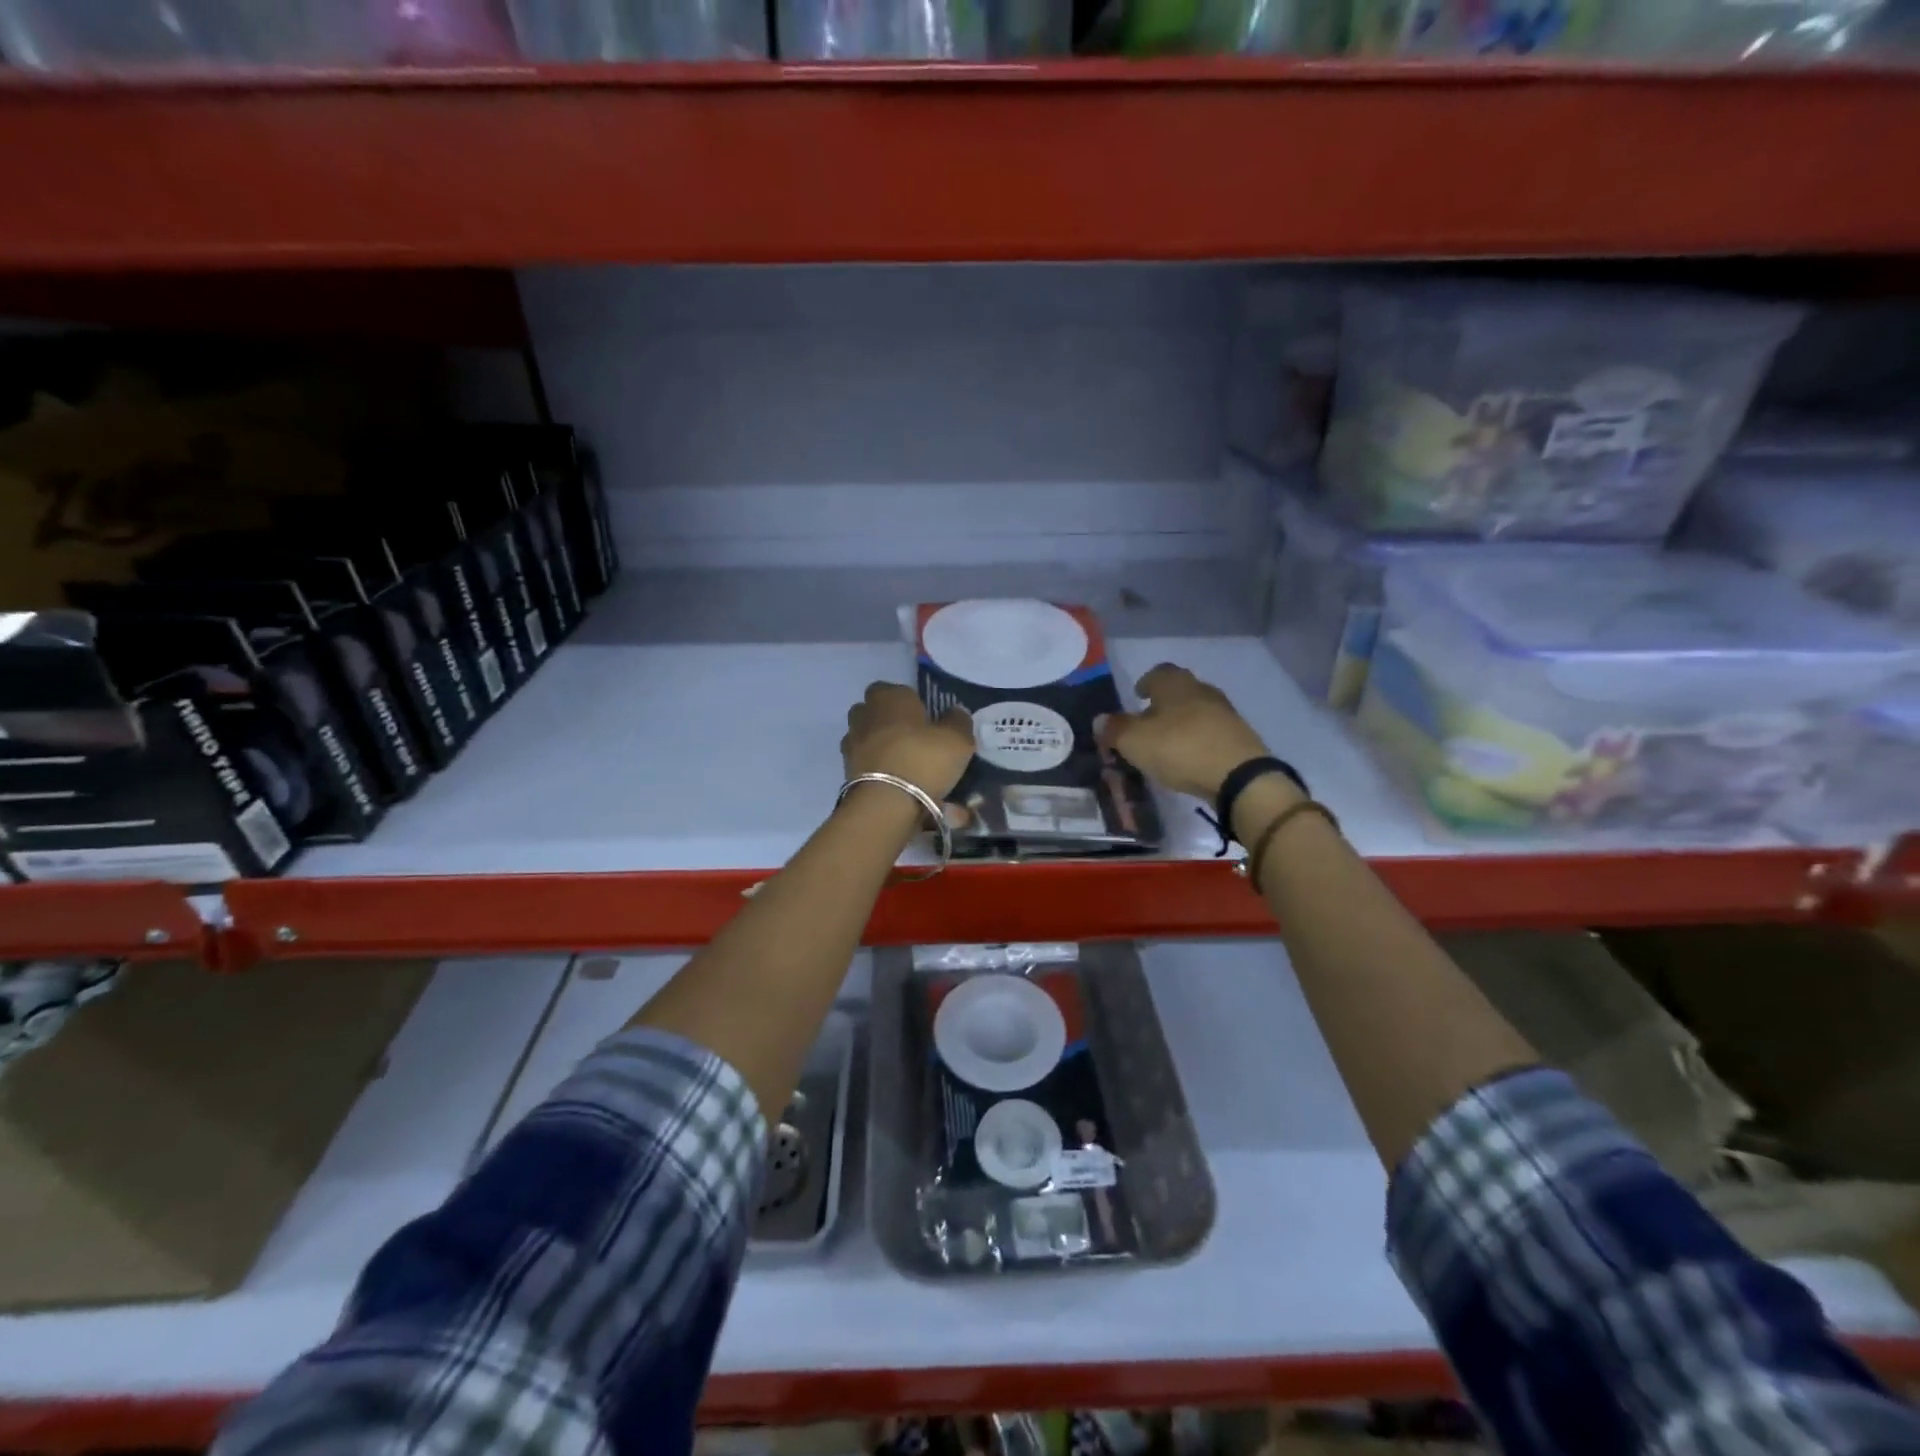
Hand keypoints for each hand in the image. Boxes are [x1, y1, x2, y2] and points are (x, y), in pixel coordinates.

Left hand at [841, 682, 975, 802]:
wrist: (886, 804)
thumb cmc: (923, 760)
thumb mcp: (958, 740)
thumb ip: (958, 721)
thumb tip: (955, 713)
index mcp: (889, 697)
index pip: (894, 689)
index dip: (909, 702)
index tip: (925, 718)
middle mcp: (864, 714)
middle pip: (875, 711)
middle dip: (889, 721)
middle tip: (913, 740)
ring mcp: (851, 743)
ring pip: (866, 737)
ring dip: (879, 745)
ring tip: (902, 764)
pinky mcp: (845, 771)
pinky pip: (863, 762)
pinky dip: (874, 768)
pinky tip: (892, 781)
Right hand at [1098, 664, 1271, 800]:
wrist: (1239, 775)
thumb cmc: (1179, 748)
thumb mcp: (1135, 741)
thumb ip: (1115, 729)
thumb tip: (1099, 720)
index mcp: (1174, 684)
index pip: (1157, 672)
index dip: (1145, 683)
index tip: (1137, 697)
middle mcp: (1201, 689)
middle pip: (1179, 690)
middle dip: (1163, 703)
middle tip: (1148, 721)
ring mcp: (1224, 711)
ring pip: (1196, 709)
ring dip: (1182, 721)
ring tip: (1167, 742)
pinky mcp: (1239, 735)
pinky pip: (1211, 730)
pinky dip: (1198, 738)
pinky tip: (1190, 756)